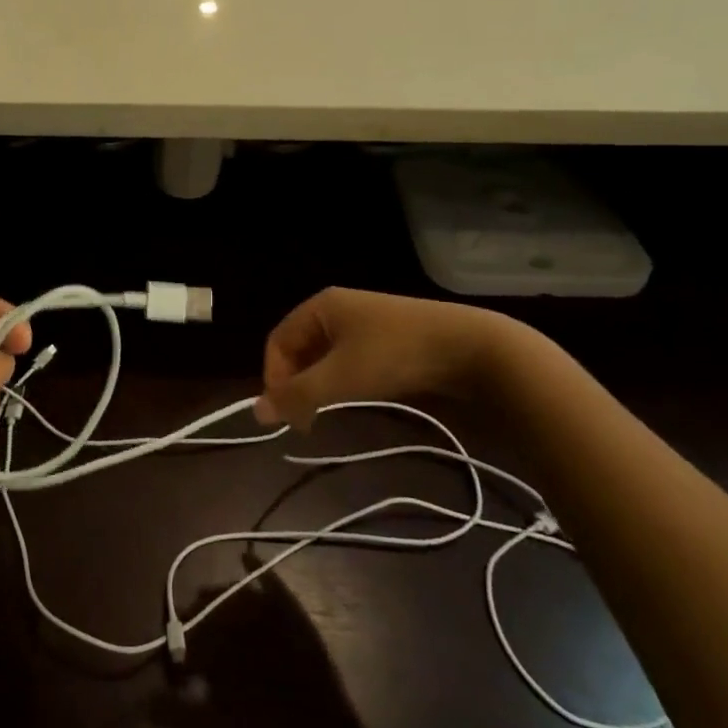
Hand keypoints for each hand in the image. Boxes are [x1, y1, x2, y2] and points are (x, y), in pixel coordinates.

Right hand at [253, 287, 516, 430]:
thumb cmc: (395, 355)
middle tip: (305, 421)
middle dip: (296, 383)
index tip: (286, 416)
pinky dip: (343, 381)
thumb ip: (297, 395)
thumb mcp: (340, 378)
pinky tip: (356, 398)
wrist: (471, 348)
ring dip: (319, 385)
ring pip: (325, 356)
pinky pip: (349, 358)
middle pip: (300, 348)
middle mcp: (338, 308)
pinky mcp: (389, 338)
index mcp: (320, 306)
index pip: (278, 342)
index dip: (274, 378)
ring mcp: (365, 322)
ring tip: (327, 413)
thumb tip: (257, 412)